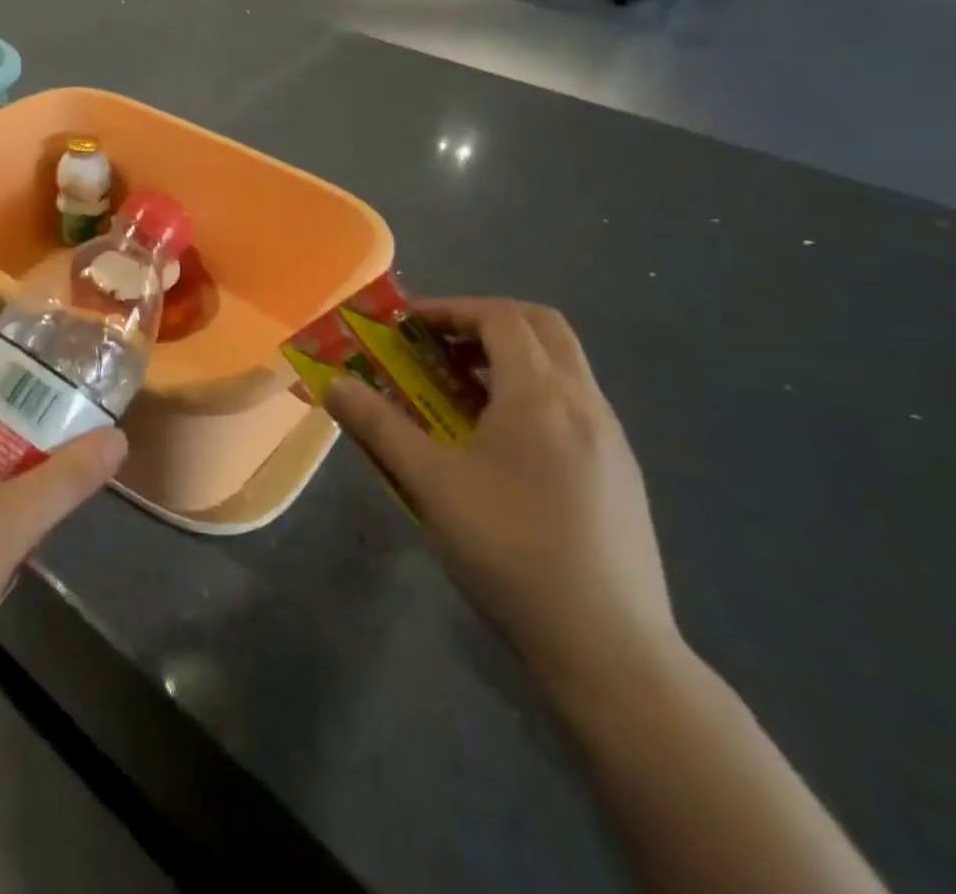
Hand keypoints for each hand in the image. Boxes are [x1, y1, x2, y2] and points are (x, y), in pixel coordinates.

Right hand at [323, 298, 680, 699]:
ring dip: (511, 358)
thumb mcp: (430, 483)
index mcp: (540, 395)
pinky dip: (533, 393)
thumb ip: (378, 425)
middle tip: (439, 345)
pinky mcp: (621, 474)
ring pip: (563, 366)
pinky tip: (501, 444)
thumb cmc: (509, 549)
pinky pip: (574, 404)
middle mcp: (584, 403)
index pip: (501, 317)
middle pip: (542, 327)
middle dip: (486, 321)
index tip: (408, 325)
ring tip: (460, 392)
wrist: (607, 647)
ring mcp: (611, 439)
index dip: (451, 309)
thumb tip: (334, 385)